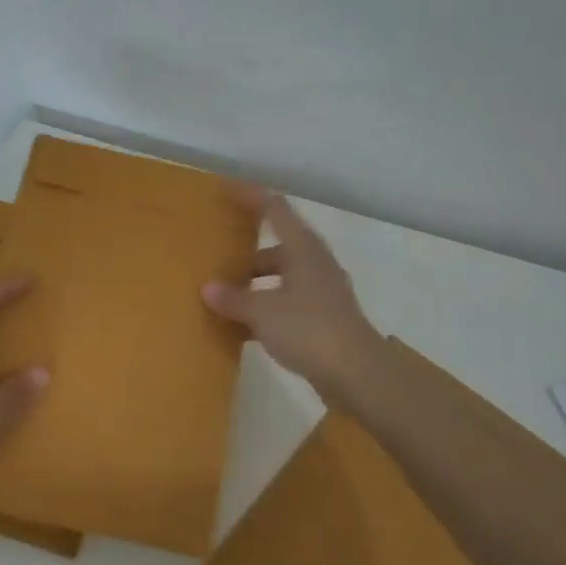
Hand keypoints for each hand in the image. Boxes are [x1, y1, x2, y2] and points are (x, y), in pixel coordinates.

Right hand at [202, 189, 386, 409]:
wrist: (357, 374)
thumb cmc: (309, 328)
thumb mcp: (262, 312)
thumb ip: (234, 298)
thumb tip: (208, 288)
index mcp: (303, 248)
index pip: (275, 209)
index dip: (252, 196)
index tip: (227, 190)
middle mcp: (315, 263)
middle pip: (278, 245)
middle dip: (248, 249)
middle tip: (219, 253)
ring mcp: (322, 291)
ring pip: (283, 275)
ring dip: (256, 281)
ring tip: (225, 293)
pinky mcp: (324, 319)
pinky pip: (288, 302)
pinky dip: (267, 306)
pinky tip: (244, 326)